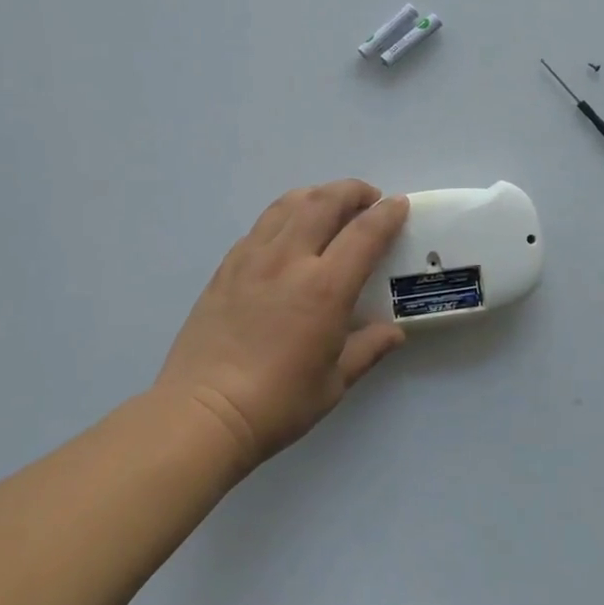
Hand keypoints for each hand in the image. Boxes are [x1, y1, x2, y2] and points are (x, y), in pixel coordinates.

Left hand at [155, 181, 409, 472]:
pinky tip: (290, 231)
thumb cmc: (277, 403)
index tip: (399, 204)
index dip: (387, 213)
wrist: (203, 413)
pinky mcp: (227, 265)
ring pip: (289, 204)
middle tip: (368, 198)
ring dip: (317, 194)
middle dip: (352, 191)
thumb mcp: (334, 382)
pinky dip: (286, 214)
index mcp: (325, 288)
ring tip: (330, 204)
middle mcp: (290, 260)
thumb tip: (394, 332)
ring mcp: (253, 258)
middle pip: (324, 202)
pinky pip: (262, 224)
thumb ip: (368, 348)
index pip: (364, 233)